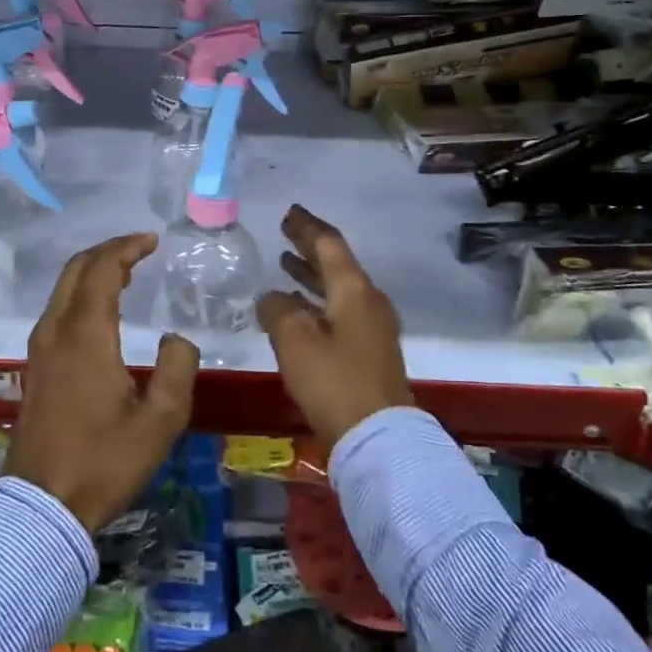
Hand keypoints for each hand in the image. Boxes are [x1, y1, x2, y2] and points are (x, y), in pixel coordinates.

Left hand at [4, 233, 199, 534]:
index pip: (103, 269)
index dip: (127, 247)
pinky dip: (80, 293)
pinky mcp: (35, 366)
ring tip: (125, 273)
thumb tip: (177, 339)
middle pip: (77, 269)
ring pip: (63, 288)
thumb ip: (177, 369)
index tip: (151, 240)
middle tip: (139, 248)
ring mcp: (40, 347)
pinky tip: (100, 311)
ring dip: (92, 271)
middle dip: (108, 251)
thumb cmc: (104, 461)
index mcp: (86, 333)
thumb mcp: (160, 421)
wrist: (42, 505)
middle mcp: (57, 329)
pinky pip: (58, 309)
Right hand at [258, 205, 413, 445]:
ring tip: (284, 264)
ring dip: (311, 275)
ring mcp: (372, 329)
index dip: (307, 226)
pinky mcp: (369, 354)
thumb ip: (277, 309)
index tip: (289, 212)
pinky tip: (296, 309)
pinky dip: (316, 302)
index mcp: (354, 290)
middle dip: (309, 247)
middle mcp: (368, 302)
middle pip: (336, 264)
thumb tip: (272, 298)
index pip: (329, 244)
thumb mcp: (294, 339)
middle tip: (286, 232)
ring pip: (337, 290)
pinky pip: (339, 312)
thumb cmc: (334, 380)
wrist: (379, 438)